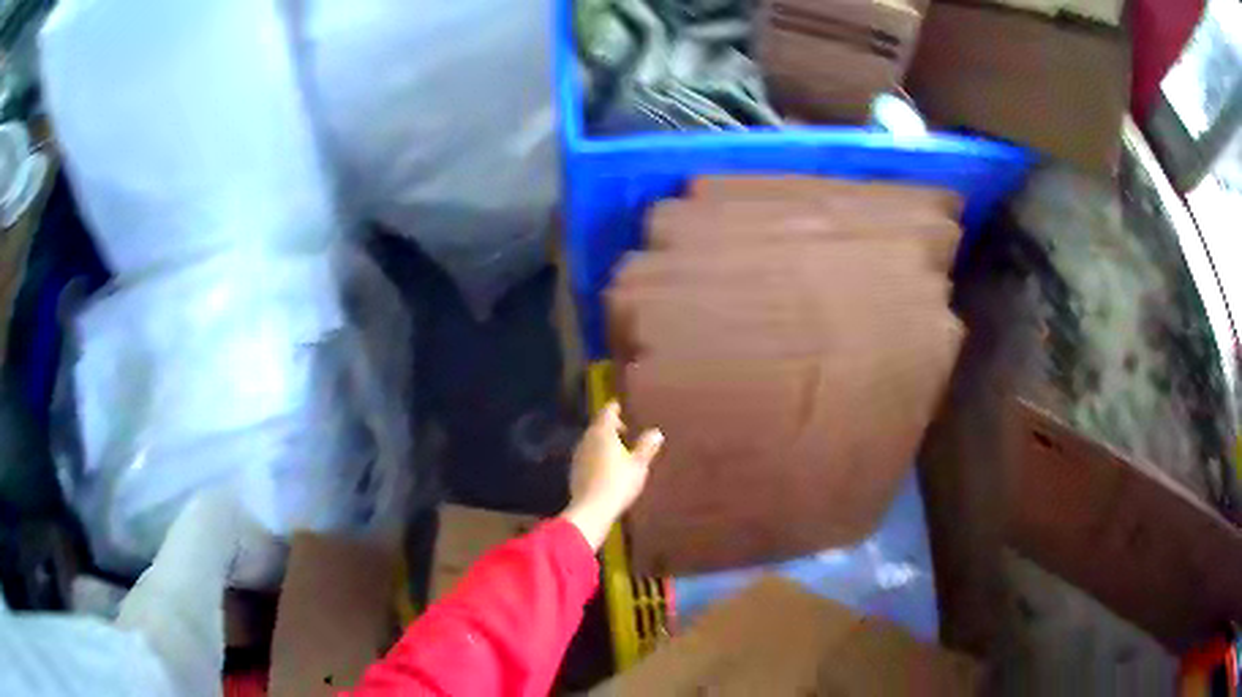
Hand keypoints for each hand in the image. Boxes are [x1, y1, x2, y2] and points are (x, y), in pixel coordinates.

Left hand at [561, 402, 662, 550]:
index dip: (613, 408)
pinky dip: (596, 454)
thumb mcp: (639, 465)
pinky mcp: (575, 470)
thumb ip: (646, 447)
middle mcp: (587, 439)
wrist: (592, 509)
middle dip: (609, 426)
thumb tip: (655, 432)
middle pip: (597, 426)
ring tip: (617, 449)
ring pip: (591, 441)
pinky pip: (587, 455)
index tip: (619, 406)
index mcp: (602, 433)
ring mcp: (578, 455)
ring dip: (603, 441)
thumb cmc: (618, 483)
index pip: (607, 413)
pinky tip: (605, 466)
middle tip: (624, 430)